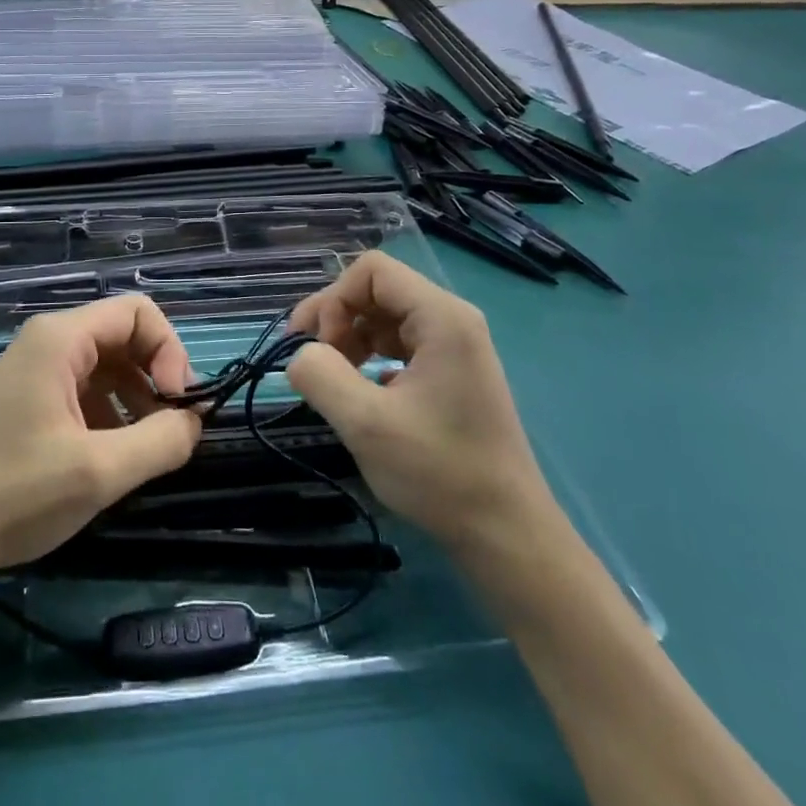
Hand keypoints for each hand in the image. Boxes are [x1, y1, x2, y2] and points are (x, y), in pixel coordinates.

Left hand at [0, 295, 202, 587]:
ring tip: (144, 449)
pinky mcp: (25, 401)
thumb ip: (160, 440)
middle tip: (171, 429)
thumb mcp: (99, 471)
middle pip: (123, 336)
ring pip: (105, 365)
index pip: (138, 313)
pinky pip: (82, 390)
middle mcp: (46, 342)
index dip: (170, 351)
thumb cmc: (14, 495)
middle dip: (156, 376)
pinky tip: (110, 457)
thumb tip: (195, 421)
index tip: (180, 404)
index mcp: (60, 339)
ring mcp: (32, 371)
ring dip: (135, 399)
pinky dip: (109, 414)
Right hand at [285, 252, 552, 554]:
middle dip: (336, 318)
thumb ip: (320, 375)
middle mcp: (452, 319)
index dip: (333, 300)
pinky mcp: (452, 372)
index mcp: (441, 317)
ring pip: (385, 316)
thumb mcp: (365, 424)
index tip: (317, 347)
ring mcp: (456, 346)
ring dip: (350, 338)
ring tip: (333, 379)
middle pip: (377, 289)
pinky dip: (370, 357)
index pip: (371, 270)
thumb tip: (298, 356)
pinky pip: (400, 343)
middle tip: (311, 361)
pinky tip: (361, 393)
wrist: (507, 535)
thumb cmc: (440, 473)